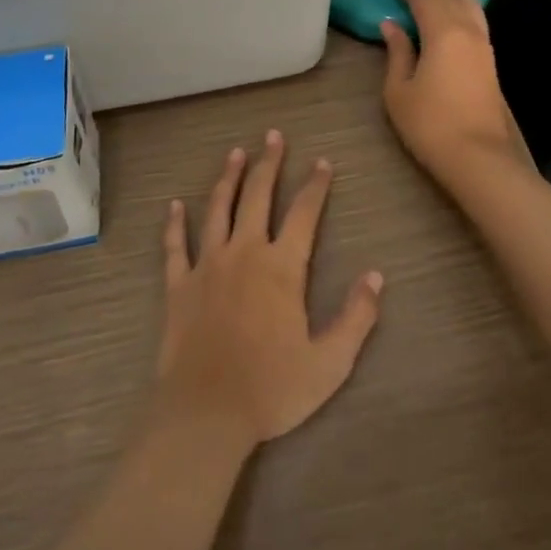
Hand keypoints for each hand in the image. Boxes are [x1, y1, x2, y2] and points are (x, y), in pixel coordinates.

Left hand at [154, 130, 383, 453]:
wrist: (205, 413)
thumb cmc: (271, 389)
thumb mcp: (330, 363)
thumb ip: (356, 317)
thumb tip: (376, 276)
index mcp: (282, 267)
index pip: (304, 213)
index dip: (315, 185)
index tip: (323, 162)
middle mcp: (245, 252)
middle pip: (258, 195)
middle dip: (269, 163)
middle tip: (274, 136)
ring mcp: (207, 264)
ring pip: (218, 208)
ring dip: (228, 178)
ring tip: (235, 153)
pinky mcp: (178, 284)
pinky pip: (175, 246)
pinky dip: (174, 224)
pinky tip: (174, 206)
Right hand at [380, 0, 527, 181]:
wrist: (478, 156)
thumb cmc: (430, 124)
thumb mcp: (399, 90)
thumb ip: (397, 53)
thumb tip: (391, 25)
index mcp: (441, 33)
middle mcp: (466, 32)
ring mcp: (482, 46)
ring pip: (470, 4)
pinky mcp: (489, 61)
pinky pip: (478, 19)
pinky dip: (470, 4)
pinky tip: (466, 5)